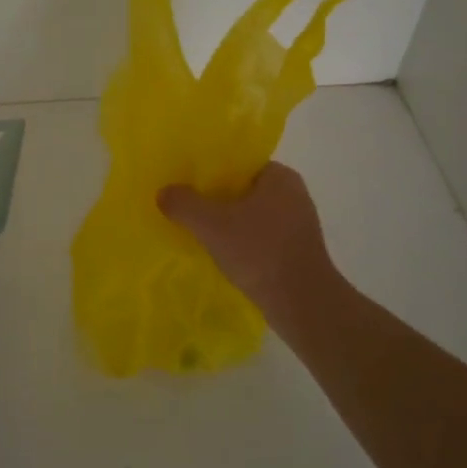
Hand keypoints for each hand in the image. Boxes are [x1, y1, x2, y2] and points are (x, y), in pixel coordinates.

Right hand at [158, 163, 337, 321]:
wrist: (302, 303)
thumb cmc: (260, 252)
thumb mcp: (211, 225)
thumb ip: (184, 204)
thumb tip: (164, 192)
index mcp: (280, 177)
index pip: (240, 164)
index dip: (212, 172)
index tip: (188, 183)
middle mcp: (294, 195)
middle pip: (244, 190)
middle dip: (217, 199)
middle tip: (187, 207)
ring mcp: (298, 225)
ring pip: (252, 215)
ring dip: (229, 223)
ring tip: (200, 231)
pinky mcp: (296, 251)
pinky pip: (261, 237)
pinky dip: (242, 242)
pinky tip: (222, 254)